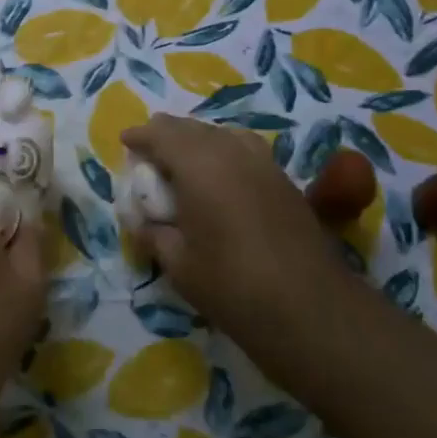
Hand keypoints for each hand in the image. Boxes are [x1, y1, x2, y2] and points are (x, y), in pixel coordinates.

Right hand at [122, 115, 352, 394]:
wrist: (311, 309)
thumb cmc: (232, 286)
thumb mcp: (179, 265)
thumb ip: (154, 235)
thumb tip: (142, 222)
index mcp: (199, 166)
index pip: (162, 135)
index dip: (141, 136)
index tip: (125, 140)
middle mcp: (231, 153)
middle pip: (193, 128)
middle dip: (167, 132)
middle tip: (149, 146)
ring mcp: (263, 163)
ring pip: (223, 133)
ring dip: (198, 138)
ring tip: (184, 155)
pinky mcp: (284, 180)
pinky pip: (245, 148)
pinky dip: (225, 148)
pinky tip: (222, 172)